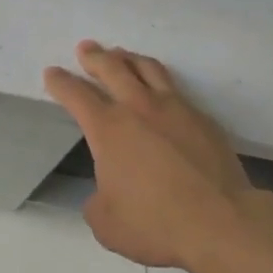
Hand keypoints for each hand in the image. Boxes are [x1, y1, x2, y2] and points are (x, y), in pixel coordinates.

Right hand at [43, 41, 253, 269]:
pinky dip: (159, 82)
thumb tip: (106, 191)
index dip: (61, 82)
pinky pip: (175, 89)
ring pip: (147, 68)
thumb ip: (98, 201)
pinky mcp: (202, 118)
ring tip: (121, 54)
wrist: (221, 222)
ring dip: (129, 58)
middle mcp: (139, 107)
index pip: (77, 95)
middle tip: (86, 48)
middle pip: (112, 68)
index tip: (52, 72)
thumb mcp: (107, 223)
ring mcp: (174, 108)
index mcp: (108, 128)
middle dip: (95, 57)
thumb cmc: (155, 223)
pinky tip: (160, 91)